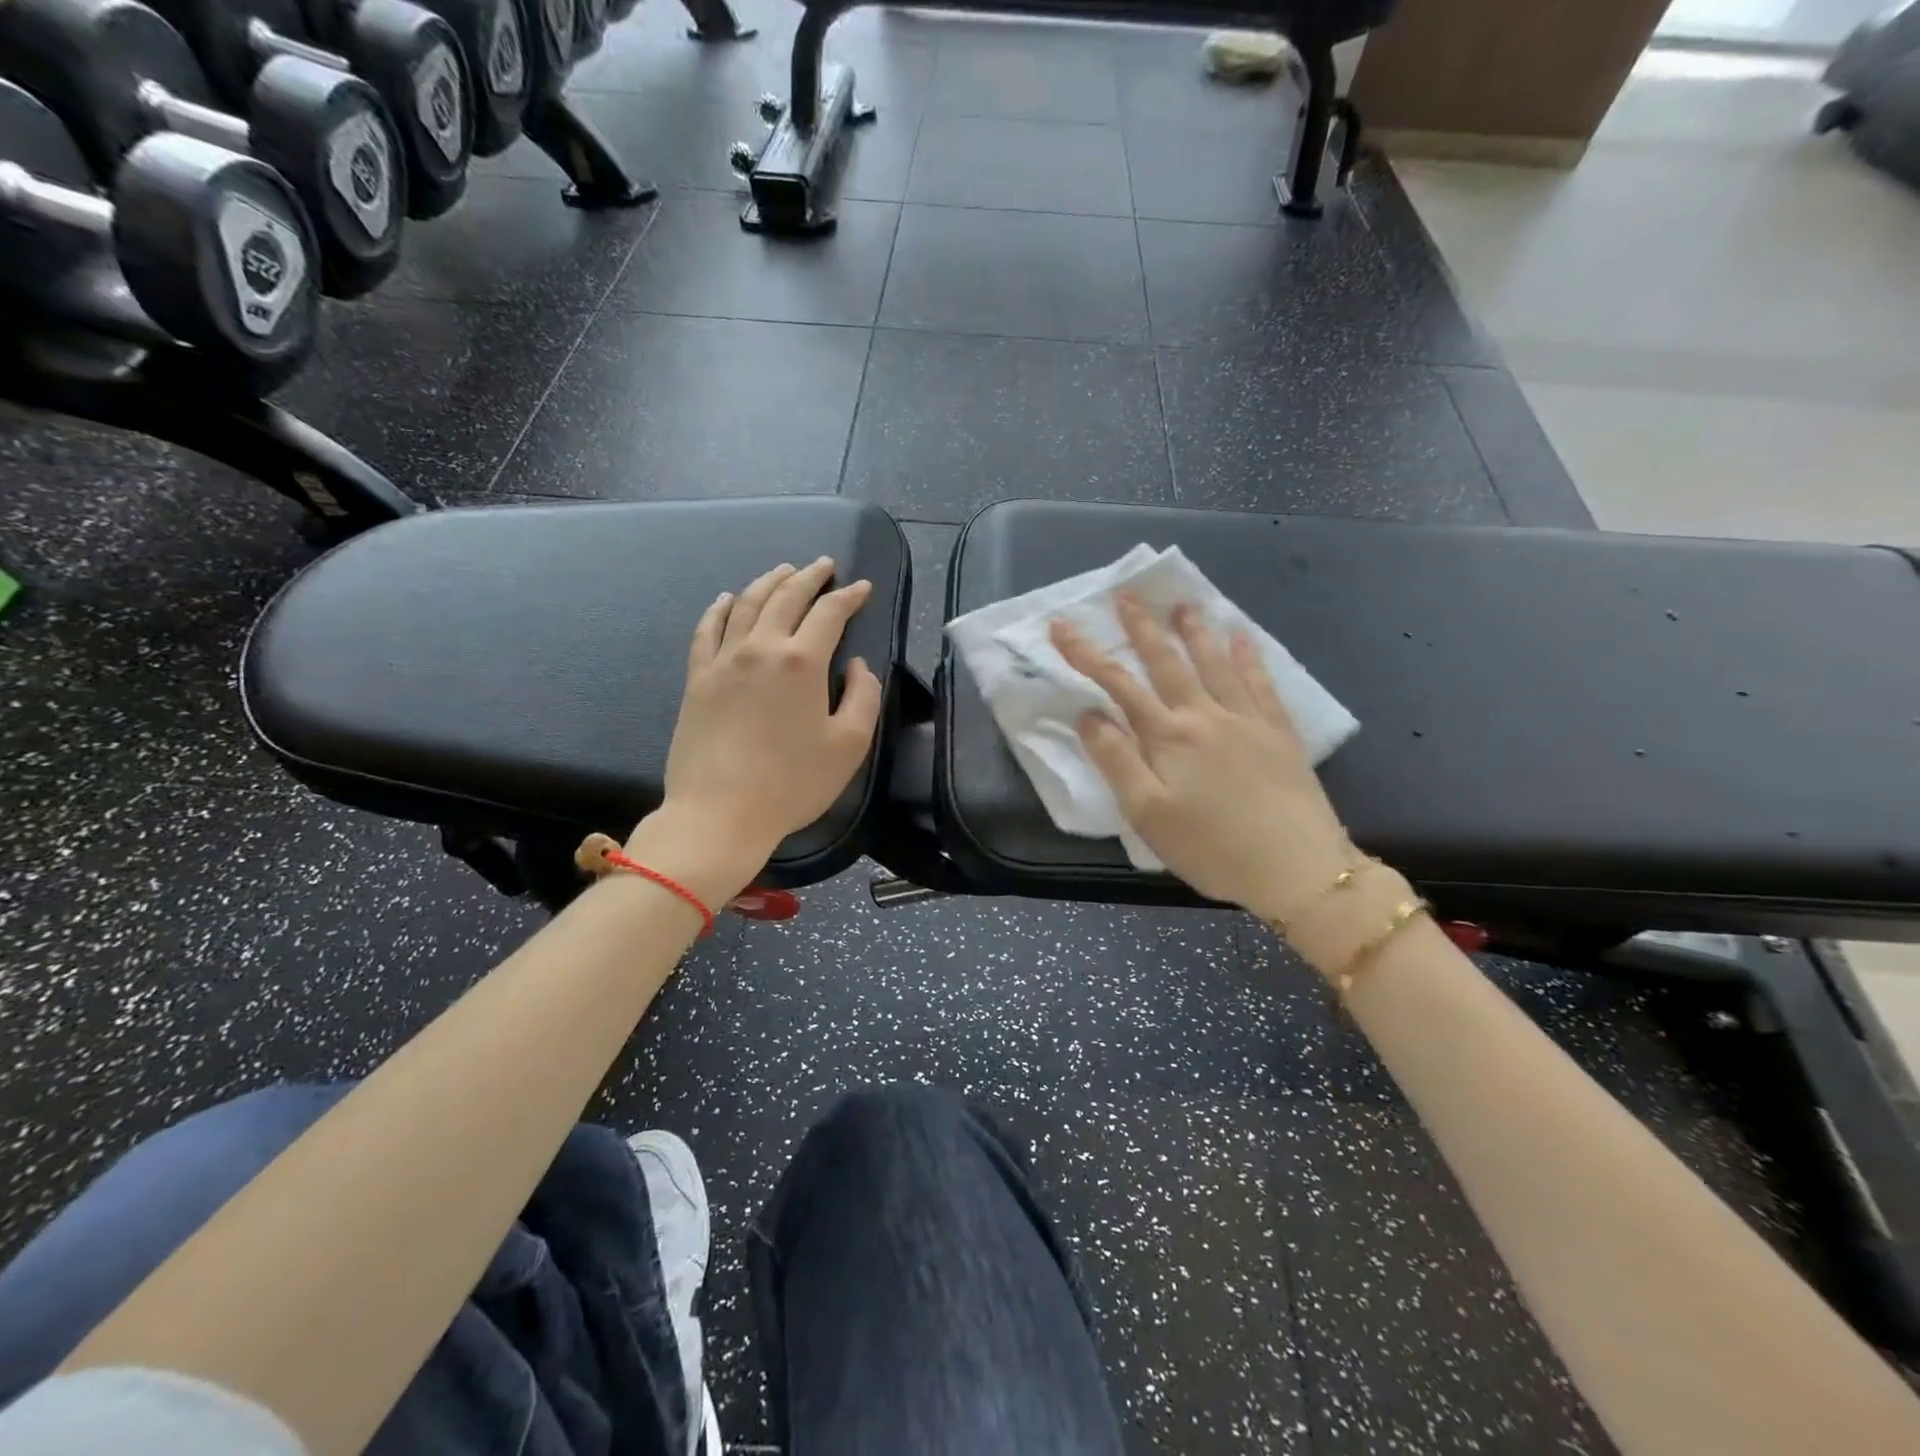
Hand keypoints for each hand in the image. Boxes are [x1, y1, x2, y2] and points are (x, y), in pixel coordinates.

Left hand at [627, 558, 882, 905]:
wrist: (719, 813)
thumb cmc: (792, 783)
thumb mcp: (849, 745)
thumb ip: (863, 696)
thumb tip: (856, 665)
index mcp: (802, 662)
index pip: (829, 613)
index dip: (849, 596)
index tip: (863, 587)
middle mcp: (761, 648)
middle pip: (786, 597)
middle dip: (809, 576)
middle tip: (824, 565)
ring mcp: (723, 660)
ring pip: (746, 604)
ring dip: (768, 582)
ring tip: (783, 570)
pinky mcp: (697, 679)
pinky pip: (708, 630)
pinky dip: (720, 608)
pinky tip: (728, 599)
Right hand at [1049, 595, 1353, 921]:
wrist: (1298, 869)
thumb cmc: (1211, 848)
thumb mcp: (1147, 814)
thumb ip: (1116, 760)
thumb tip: (1089, 715)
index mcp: (1168, 736)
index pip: (1118, 684)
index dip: (1086, 653)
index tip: (1061, 626)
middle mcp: (1206, 715)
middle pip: (1167, 662)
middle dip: (1142, 628)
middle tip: (1127, 594)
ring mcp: (1247, 720)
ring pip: (1215, 663)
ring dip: (1195, 631)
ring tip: (1183, 604)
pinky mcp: (1280, 733)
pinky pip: (1261, 683)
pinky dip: (1249, 657)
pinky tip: (1243, 638)